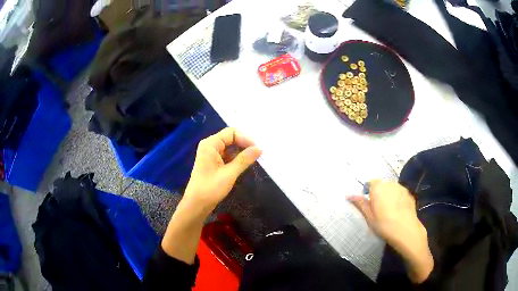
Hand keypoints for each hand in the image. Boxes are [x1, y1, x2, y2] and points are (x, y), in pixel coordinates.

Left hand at [182, 127, 261, 214]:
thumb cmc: (210, 189)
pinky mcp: (214, 163)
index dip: (246, 138)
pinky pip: (228, 155)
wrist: (196, 205)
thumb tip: (259, 148)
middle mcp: (210, 145)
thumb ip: (244, 159)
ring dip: (242, 151)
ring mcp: (212, 154)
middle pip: (231, 138)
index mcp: (211, 144)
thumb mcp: (229, 174)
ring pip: (231, 147)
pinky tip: (245, 164)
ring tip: (254, 159)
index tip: (257, 150)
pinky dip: (237, 158)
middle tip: (258, 154)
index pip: (232, 132)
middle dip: (245, 144)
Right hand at [348, 180, 433, 282]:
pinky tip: (398, 210)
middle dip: (378, 193)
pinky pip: (400, 193)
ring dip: (388, 195)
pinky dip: (397, 198)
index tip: (368, 203)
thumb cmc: (384, 225)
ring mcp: (401, 188)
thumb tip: (349, 195)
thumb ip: (360, 204)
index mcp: (378, 188)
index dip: (368, 191)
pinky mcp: (409, 194)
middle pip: (381, 185)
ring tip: (389, 210)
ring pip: (391, 188)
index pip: (370, 183)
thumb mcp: (369, 217)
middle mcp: (390, 184)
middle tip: (378, 208)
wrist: (406, 230)